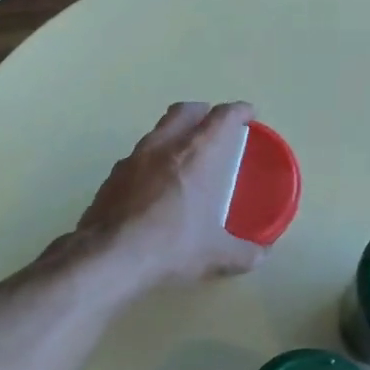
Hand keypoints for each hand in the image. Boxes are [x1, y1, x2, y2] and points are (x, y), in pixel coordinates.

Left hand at [75, 102, 269, 292]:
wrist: (108, 258)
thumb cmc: (171, 246)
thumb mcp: (215, 254)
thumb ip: (243, 253)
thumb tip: (261, 256)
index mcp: (196, 154)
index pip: (222, 117)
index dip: (239, 111)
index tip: (248, 113)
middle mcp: (164, 146)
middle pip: (184, 111)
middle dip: (202, 112)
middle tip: (213, 124)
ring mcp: (133, 158)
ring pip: (158, 131)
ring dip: (174, 134)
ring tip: (184, 155)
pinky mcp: (112, 176)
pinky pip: (138, 156)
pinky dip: (152, 160)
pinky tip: (155, 184)